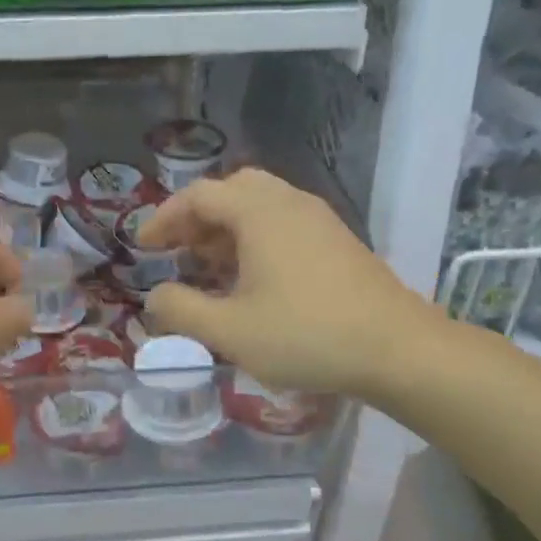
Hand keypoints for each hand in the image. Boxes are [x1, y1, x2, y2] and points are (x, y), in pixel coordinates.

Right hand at [139, 170, 437, 396]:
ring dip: (227, 230)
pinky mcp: (338, 241)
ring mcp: (319, 220)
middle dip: (197, 219)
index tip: (143, 247)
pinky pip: (284, 224)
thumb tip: (154, 298)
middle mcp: (289, 203)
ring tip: (209, 268)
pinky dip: (255, 239)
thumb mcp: (230, 330)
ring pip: (261, 207)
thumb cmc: (306, 335)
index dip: (164, 218)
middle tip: (178, 251)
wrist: (398, 349)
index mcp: (259, 212)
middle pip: (232, 191)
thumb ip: (181, 310)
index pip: (198, 196)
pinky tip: (252, 280)